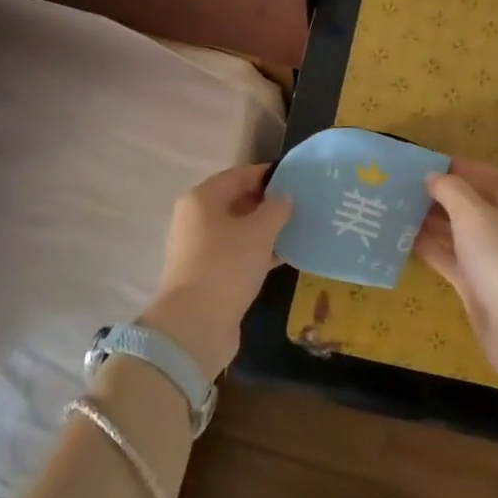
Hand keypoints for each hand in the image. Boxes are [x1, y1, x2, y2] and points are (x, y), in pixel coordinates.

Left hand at [140, 164, 292, 380]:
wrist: (196, 323)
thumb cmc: (227, 265)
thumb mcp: (259, 231)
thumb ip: (276, 208)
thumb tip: (283, 198)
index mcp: (202, 199)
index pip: (238, 175)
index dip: (266, 174)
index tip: (295, 177)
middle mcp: (196, 219)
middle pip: (236, 202)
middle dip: (267, 202)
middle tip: (301, 204)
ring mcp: (200, 249)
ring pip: (238, 230)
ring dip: (265, 229)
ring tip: (298, 228)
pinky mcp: (208, 274)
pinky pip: (238, 254)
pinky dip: (258, 252)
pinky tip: (285, 256)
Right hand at [416, 160, 497, 406]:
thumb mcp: (474, 214)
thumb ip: (451, 190)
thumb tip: (434, 177)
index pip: (491, 177)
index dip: (462, 169)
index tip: (427, 165)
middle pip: (473, 205)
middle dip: (441, 197)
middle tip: (403, 188)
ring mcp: (494, 259)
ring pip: (459, 233)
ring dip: (431, 222)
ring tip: (396, 209)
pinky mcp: (478, 284)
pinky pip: (451, 258)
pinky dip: (431, 248)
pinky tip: (403, 239)